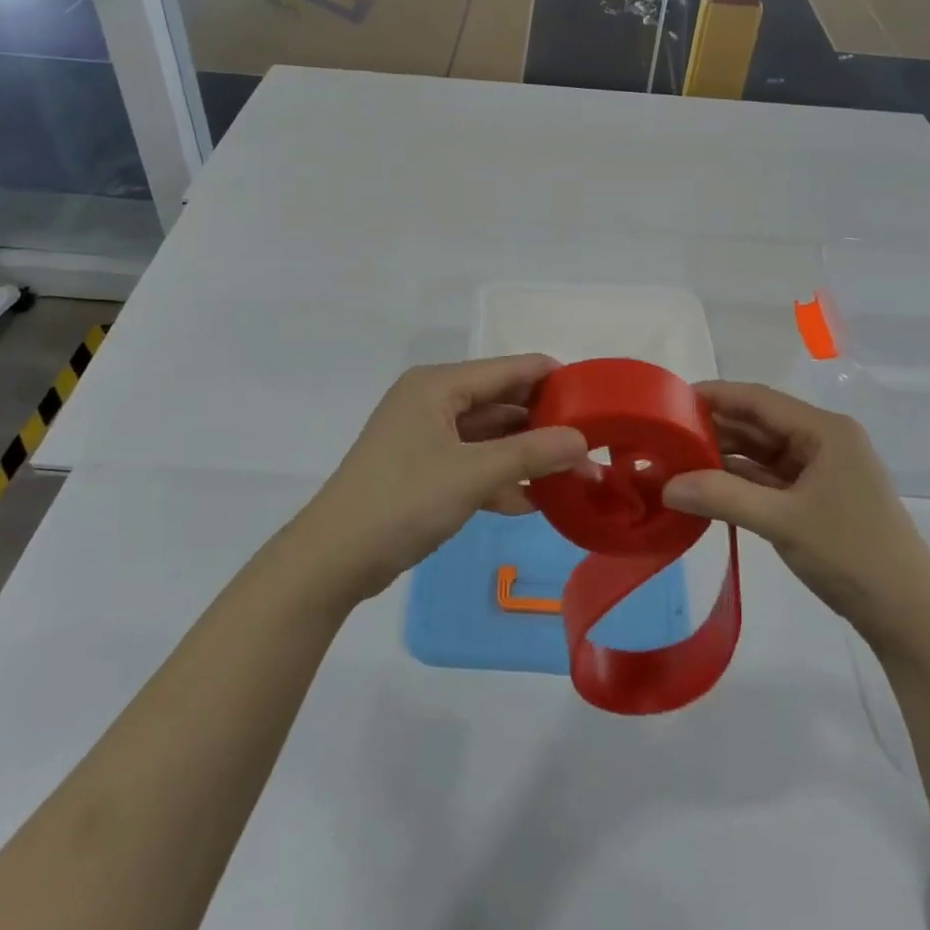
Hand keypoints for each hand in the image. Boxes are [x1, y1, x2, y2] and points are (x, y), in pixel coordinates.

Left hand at [287, 356, 589, 608]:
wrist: (332, 560)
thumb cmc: (402, 502)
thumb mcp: (473, 475)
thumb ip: (532, 454)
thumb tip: (583, 442)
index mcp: (438, 385)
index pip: (509, 369)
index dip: (554, 380)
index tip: (597, 399)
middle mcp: (432, 401)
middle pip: (501, 402)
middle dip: (544, 424)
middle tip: (591, 444)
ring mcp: (425, 436)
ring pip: (489, 437)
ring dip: (526, 456)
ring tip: (574, 476)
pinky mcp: (422, 470)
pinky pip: (472, 463)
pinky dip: (500, 478)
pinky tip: (534, 502)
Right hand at [661, 382, 929, 651]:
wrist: (909, 617)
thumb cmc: (852, 555)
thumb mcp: (782, 522)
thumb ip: (722, 497)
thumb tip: (667, 486)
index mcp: (825, 431)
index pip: (759, 400)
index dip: (715, 396)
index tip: (670, 400)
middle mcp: (823, 441)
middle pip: (759, 424)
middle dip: (714, 428)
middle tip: (665, 435)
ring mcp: (821, 470)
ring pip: (762, 452)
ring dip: (724, 457)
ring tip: (677, 460)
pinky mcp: (816, 498)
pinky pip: (769, 479)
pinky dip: (739, 482)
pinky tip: (706, 487)